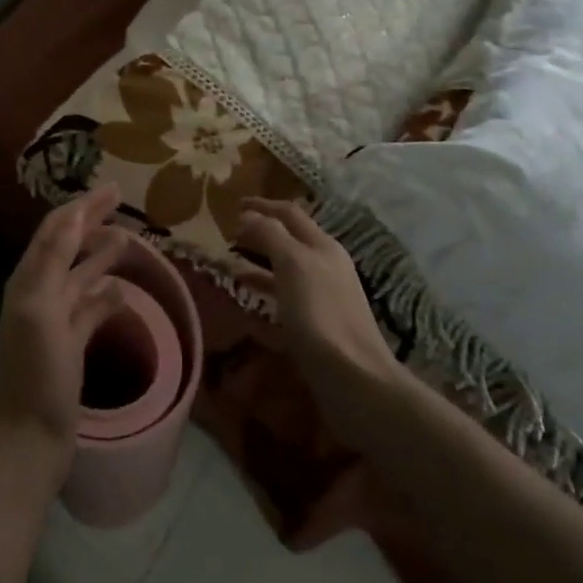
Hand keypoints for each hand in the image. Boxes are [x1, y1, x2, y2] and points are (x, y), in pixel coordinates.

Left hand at [0, 185, 130, 481]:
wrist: (32, 436)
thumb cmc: (37, 372)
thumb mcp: (42, 310)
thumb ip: (54, 262)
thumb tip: (72, 216)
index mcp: (28, 281)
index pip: (55, 231)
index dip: (80, 207)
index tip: (111, 189)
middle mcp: (39, 293)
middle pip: (67, 247)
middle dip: (91, 222)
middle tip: (122, 203)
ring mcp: (55, 320)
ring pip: (80, 276)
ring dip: (101, 255)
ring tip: (129, 238)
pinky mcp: (71, 343)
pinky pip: (89, 309)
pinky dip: (105, 295)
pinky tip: (123, 289)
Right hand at [235, 198, 403, 435]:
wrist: (354, 378)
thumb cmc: (320, 315)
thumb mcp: (292, 265)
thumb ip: (270, 235)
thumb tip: (247, 214)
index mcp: (322, 246)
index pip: (289, 213)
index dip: (261, 205)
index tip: (233, 204)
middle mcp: (326, 264)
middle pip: (290, 237)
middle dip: (260, 230)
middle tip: (228, 232)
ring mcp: (324, 294)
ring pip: (286, 265)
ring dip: (259, 258)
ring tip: (230, 261)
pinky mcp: (318, 322)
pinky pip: (285, 293)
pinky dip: (265, 287)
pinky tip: (248, 297)